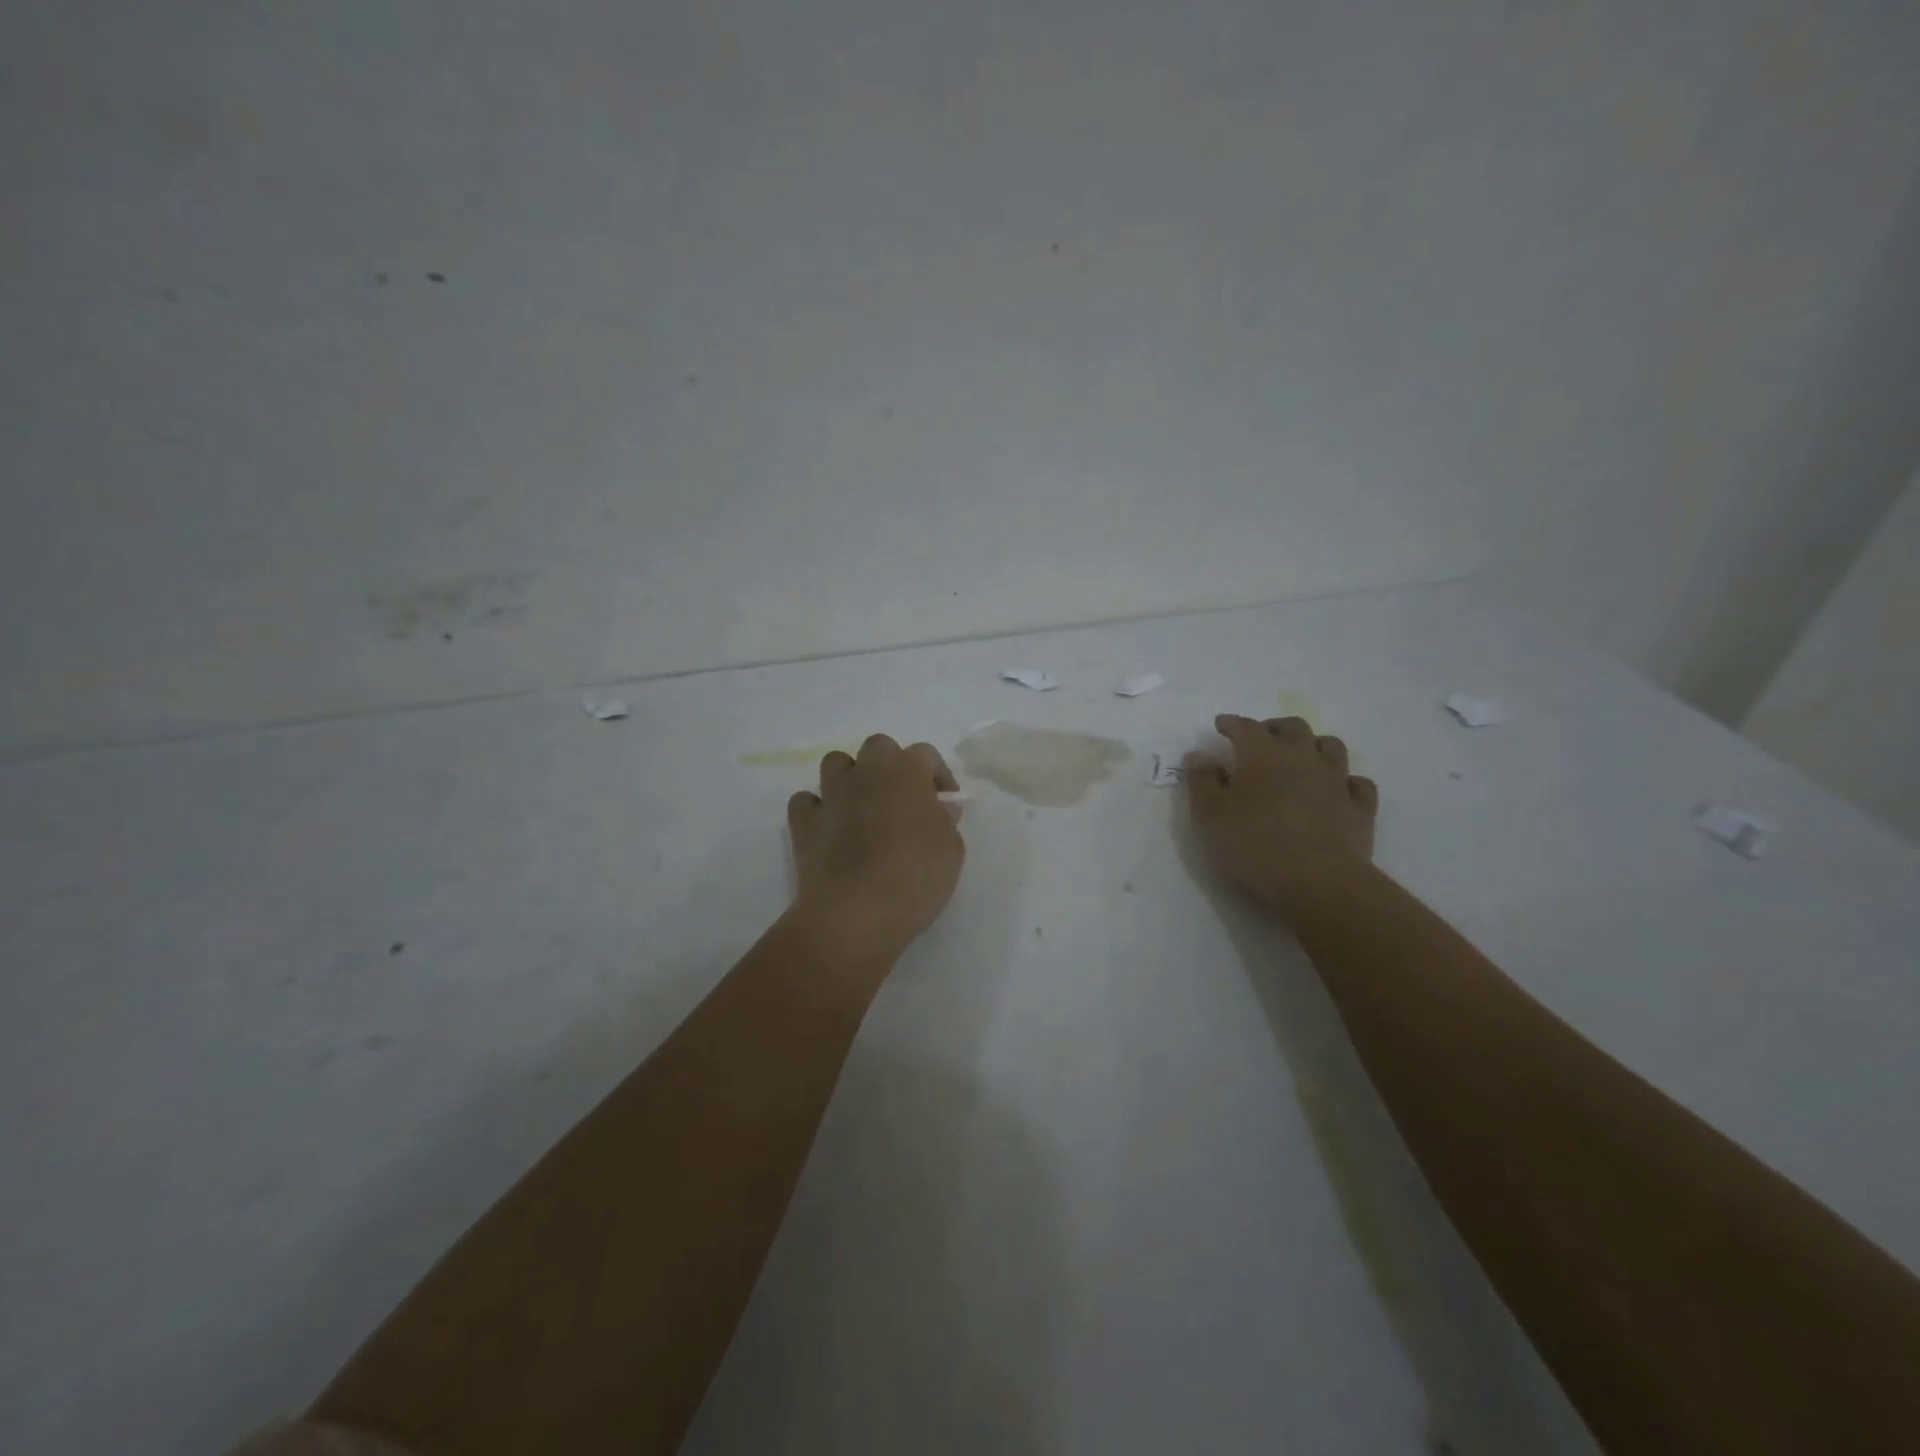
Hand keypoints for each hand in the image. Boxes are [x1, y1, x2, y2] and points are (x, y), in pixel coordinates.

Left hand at [787, 734, 965, 963]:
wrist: (857, 911)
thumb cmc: (915, 876)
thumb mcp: (951, 849)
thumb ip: (945, 821)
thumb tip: (937, 809)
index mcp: (906, 771)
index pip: (925, 754)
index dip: (937, 774)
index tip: (945, 803)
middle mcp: (866, 772)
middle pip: (878, 747)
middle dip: (891, 766)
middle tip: (903, 799)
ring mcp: (831, 795)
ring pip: (836, 763)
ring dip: (851, 778)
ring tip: (864, 807)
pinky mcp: (804, 823)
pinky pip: (806, 801)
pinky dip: (817, 809)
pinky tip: (830, 828)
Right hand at [1184, 715, 1377, 908]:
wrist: (1318, 882)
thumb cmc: (1254, 845)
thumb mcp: (1210, 816)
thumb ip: (1201, 781)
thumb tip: (1198, 754)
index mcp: (1263, 755)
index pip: (1245, 727)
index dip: (1231, 723)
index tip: (1221, 725)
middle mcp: (1303, 757)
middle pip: (1292, 728)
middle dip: (1274, 728)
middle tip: (1260, 739)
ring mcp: (1336, 781)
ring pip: (1331, 746)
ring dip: (1313, 746)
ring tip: (1301, 757)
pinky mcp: (1360, 808)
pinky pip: (1357, 783)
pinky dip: (1345, 780)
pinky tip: (1337, 789)